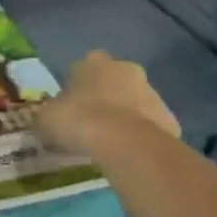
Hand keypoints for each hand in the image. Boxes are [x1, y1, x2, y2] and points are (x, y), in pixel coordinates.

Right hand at [37, 51, 179, 155]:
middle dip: (106, 97)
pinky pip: (151, 126)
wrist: (125, 143)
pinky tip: (130, 154)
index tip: (72, 107)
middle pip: (115, 81)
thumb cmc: (79, 120)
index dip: (78, 87)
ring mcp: (152, 93)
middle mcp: (126, 69)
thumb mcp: (47, 118)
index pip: (84, 67)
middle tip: (92, 123)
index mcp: (94, 62)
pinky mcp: (169, 119)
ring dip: (126, 117)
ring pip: (136, 103)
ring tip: (111, 143)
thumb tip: (46, 119)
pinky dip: (142, 137)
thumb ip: (48, 114)